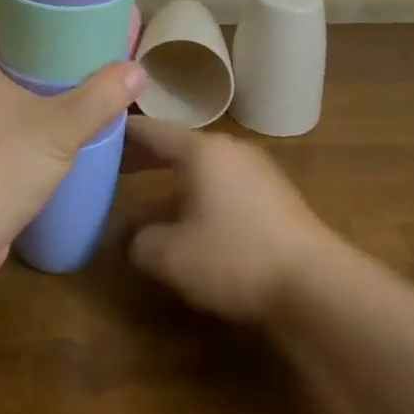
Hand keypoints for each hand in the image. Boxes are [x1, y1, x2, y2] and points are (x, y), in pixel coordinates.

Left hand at [0, 0, 143, 285]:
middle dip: (38, 41)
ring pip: (3, 87)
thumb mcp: (59, 128)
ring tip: (77, 76)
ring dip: (35, 81)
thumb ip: (100, 98)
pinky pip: (3, 119)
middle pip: (1, 47)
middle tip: (80, 36)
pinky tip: (60, 123)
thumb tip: (137, 70)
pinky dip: (28, 114)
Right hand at [125, 117, 336, 322]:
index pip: (151, 130)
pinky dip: (199, 186)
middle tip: (113, 163)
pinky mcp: (274, 192)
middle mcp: (229, 148)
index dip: (121, 133)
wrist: (316, 284)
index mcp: (201, 150)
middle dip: (145, 154)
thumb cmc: (235, 258)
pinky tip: (192, 211)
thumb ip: (139, 241)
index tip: (97, 133)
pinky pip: (224, 179)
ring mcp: (256, 167)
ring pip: (203, 162)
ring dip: (173, 172)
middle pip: (177, 143)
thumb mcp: (172, 256)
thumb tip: (130, 236)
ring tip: (147, 187)